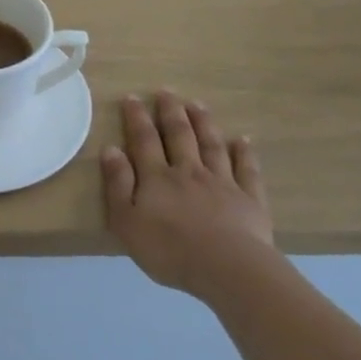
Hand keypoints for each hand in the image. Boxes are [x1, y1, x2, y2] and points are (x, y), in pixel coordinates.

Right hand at [102, 92, 272, 297]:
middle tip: (167, 91)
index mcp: (157, 178)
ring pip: (211, 145)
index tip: (133, 97)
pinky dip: (244, 153)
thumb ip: (118, 184)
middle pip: (179, 135)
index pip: (144, 140)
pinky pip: (246, 169)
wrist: (226, 268)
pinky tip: (242, 140)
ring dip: (203, 123)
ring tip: (198, 104)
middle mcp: (189, 171)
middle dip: (171, 112)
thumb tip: (111, 149)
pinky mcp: (249, 199)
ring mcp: (222, 182)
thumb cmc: (168, 249)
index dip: (137, 118)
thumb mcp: (127, 221)